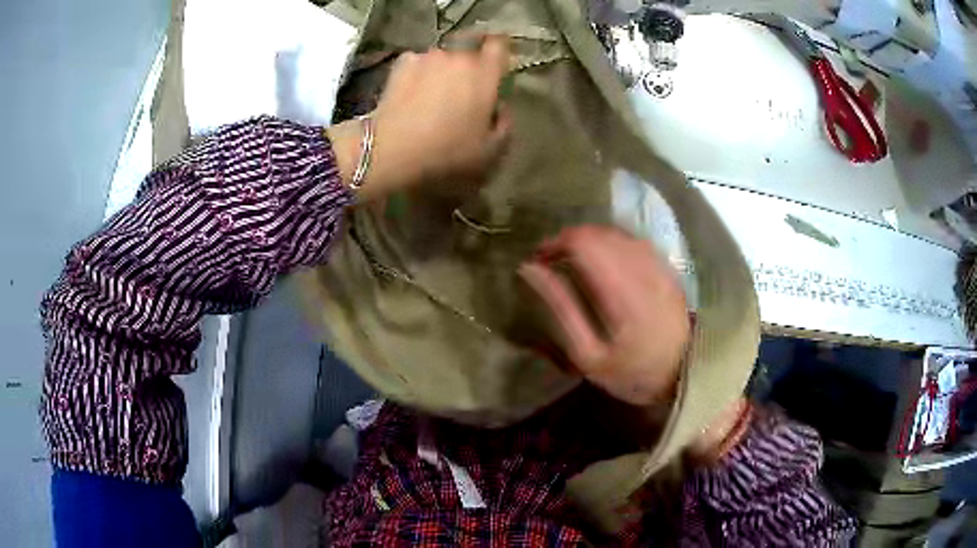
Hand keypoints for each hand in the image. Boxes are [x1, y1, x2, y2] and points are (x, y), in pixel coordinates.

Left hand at [328, 36, 512, 199]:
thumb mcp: (492, 152)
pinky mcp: (400, 65)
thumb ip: (504, 124)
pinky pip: (417, 65)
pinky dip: (418, 75)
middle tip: (462, 97)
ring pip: (442, 60)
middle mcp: (458, 57)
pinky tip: (411, 97)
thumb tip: (500, 107)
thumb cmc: (449, 154)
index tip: (494, 69)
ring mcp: (427, 58)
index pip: (499, 46)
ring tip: (432, 100)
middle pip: (469, 54)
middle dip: (468, 70)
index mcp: (486, 74)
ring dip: (441, 73)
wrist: (393, 155)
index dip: (498, 54)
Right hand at [518, 225, 689, 405]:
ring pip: (617, 233)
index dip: (555, 244)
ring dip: (591, 240)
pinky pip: (635, 241)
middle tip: (552, 261)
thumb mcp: (588, 355)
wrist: (683, 377)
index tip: (538, 260)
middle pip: (599, 233)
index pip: (583, 242)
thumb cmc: (631, 373)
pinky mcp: (667, 269)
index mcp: (621, 291)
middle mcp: (642, 269)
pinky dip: (612, 244)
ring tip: (574, 259)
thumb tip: (531, 270)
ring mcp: (659, 266)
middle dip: (569, 240)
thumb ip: (561, 308)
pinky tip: (605, 260)